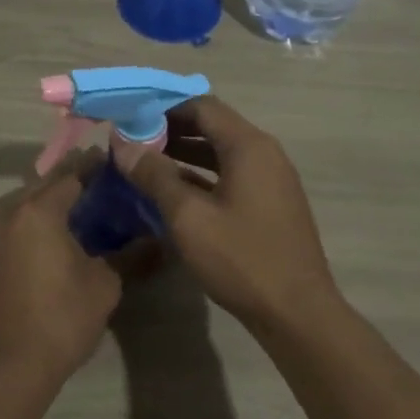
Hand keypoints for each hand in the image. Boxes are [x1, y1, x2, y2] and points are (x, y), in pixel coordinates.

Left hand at [0, 154, 126, 376]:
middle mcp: (8, 213)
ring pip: (24, 203)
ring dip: (50, 201)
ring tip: (81, 209)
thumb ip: (129, 254)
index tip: (115, 165)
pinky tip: (55, 235)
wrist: (11, 364)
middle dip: (71, 181)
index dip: (94, 168)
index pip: (71, 175)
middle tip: (102, 185)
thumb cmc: (63, 317)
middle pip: (44, 185)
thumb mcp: (105, 284)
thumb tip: (157, 241)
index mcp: (38, 211)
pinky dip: (33, 221)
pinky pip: (13, 224)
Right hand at [120, 97, 339, 331]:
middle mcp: (265, 153)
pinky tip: (173, 192)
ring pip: (221, 152)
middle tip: (132, 142)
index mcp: (248, 146)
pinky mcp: (270, 203)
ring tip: (145, 164)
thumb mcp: (189, 217)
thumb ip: (154, 175)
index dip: (163, 107)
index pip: (202, 106)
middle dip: (171, 130)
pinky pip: (231, 175)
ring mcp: (271, 179)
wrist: (296, 312)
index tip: (130, 118)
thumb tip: (122, 144)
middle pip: (213, 126)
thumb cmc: (241, 259)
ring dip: (185, 154)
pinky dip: (202, 176)